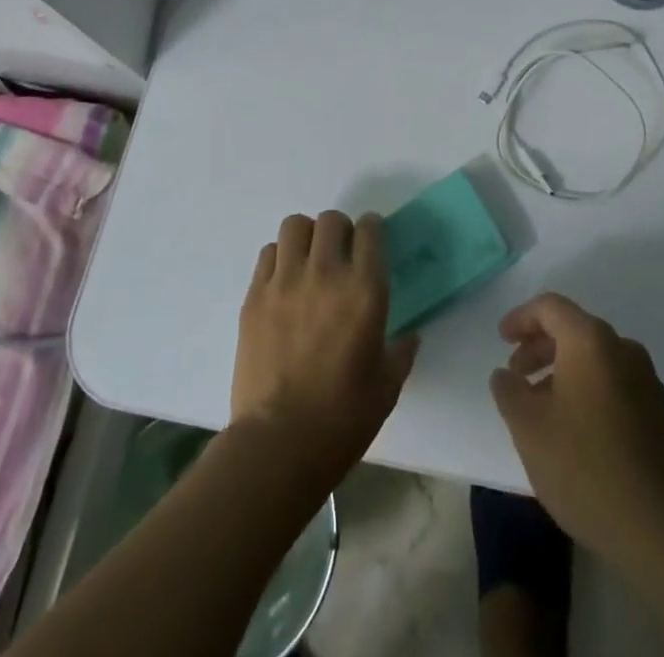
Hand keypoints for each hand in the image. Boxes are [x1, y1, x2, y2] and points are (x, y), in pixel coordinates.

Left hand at [231, 211, 418, 490]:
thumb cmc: (342, 419)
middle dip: (340, 230)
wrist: (278, 445)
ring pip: (295, 226)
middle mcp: (326, 273)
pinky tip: (284, 283)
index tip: (372, 243)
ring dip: (306, 237)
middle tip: (341, 254)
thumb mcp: (387, 386)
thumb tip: (409, 335)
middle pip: (331, 220)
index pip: (370, 230)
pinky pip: (268, 254)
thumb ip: (401, 351)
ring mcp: (285, 282)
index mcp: (365, 290)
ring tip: (309, 261)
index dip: (373, 230)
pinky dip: (279, 259)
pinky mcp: (254, 296)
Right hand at [489, 294, 663, 573]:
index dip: (521, 317)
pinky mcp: (659, 412)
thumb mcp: (529, 428)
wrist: (659, 530)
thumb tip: (505, 374)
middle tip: (516, 374)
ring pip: (595, 358)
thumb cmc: (584, 468)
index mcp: (591, 341)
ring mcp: (647, 380)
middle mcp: (623, 349)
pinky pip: (614, 381)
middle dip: (540, 346)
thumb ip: (510, 391)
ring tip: (540, 405)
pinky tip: (574, 426)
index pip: (551, 307)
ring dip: (563, 370)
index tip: (502, 338)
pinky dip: (588, 388)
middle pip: (574, 330)